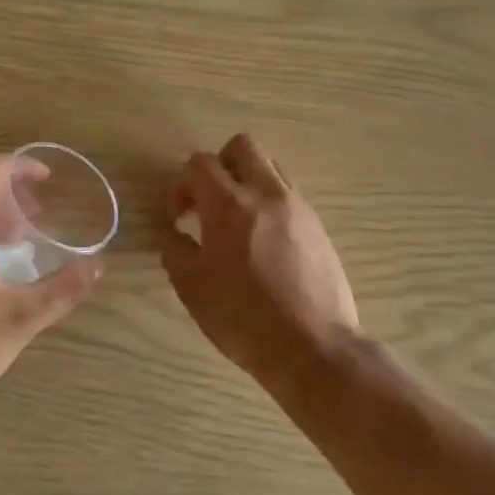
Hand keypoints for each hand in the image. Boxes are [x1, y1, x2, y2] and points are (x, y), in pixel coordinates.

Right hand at [162, 134, 358, 385]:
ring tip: (236, 221)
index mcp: (229, 204)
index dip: (180, 185)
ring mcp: (298, 207)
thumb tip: (177, 236)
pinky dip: (269, 203)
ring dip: (247, 182)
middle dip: (219, 166)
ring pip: (270, 167)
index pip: (200, 164)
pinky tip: (262, 242)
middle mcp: (267, 194)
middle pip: (242, 147)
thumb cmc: (244, 318)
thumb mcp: (192, 289)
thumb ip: (176, 251)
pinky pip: (288, 195)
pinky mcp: (318, 226)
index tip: (177, 217)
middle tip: (208, 202)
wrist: (313, 347)